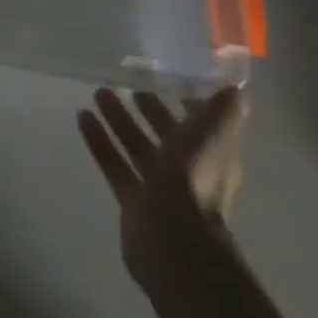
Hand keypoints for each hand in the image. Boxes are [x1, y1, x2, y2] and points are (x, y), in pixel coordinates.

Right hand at [78, 86, 246, 290]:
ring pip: (137, 146)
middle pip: (166, 135)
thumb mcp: (213, 135)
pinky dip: (100, 141)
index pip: (201, 125)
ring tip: (98, 92)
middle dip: (149, 109)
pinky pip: (114, 163)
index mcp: (211, 157)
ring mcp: (159, 188)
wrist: (174, 241)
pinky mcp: (133, 201)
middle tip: (126, 82)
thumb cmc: (196, 180)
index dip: (188, 103)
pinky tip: (82, 116)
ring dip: (120, 120)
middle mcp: (187, 171)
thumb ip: (223, 112)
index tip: (167, 77)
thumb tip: (235, 87)